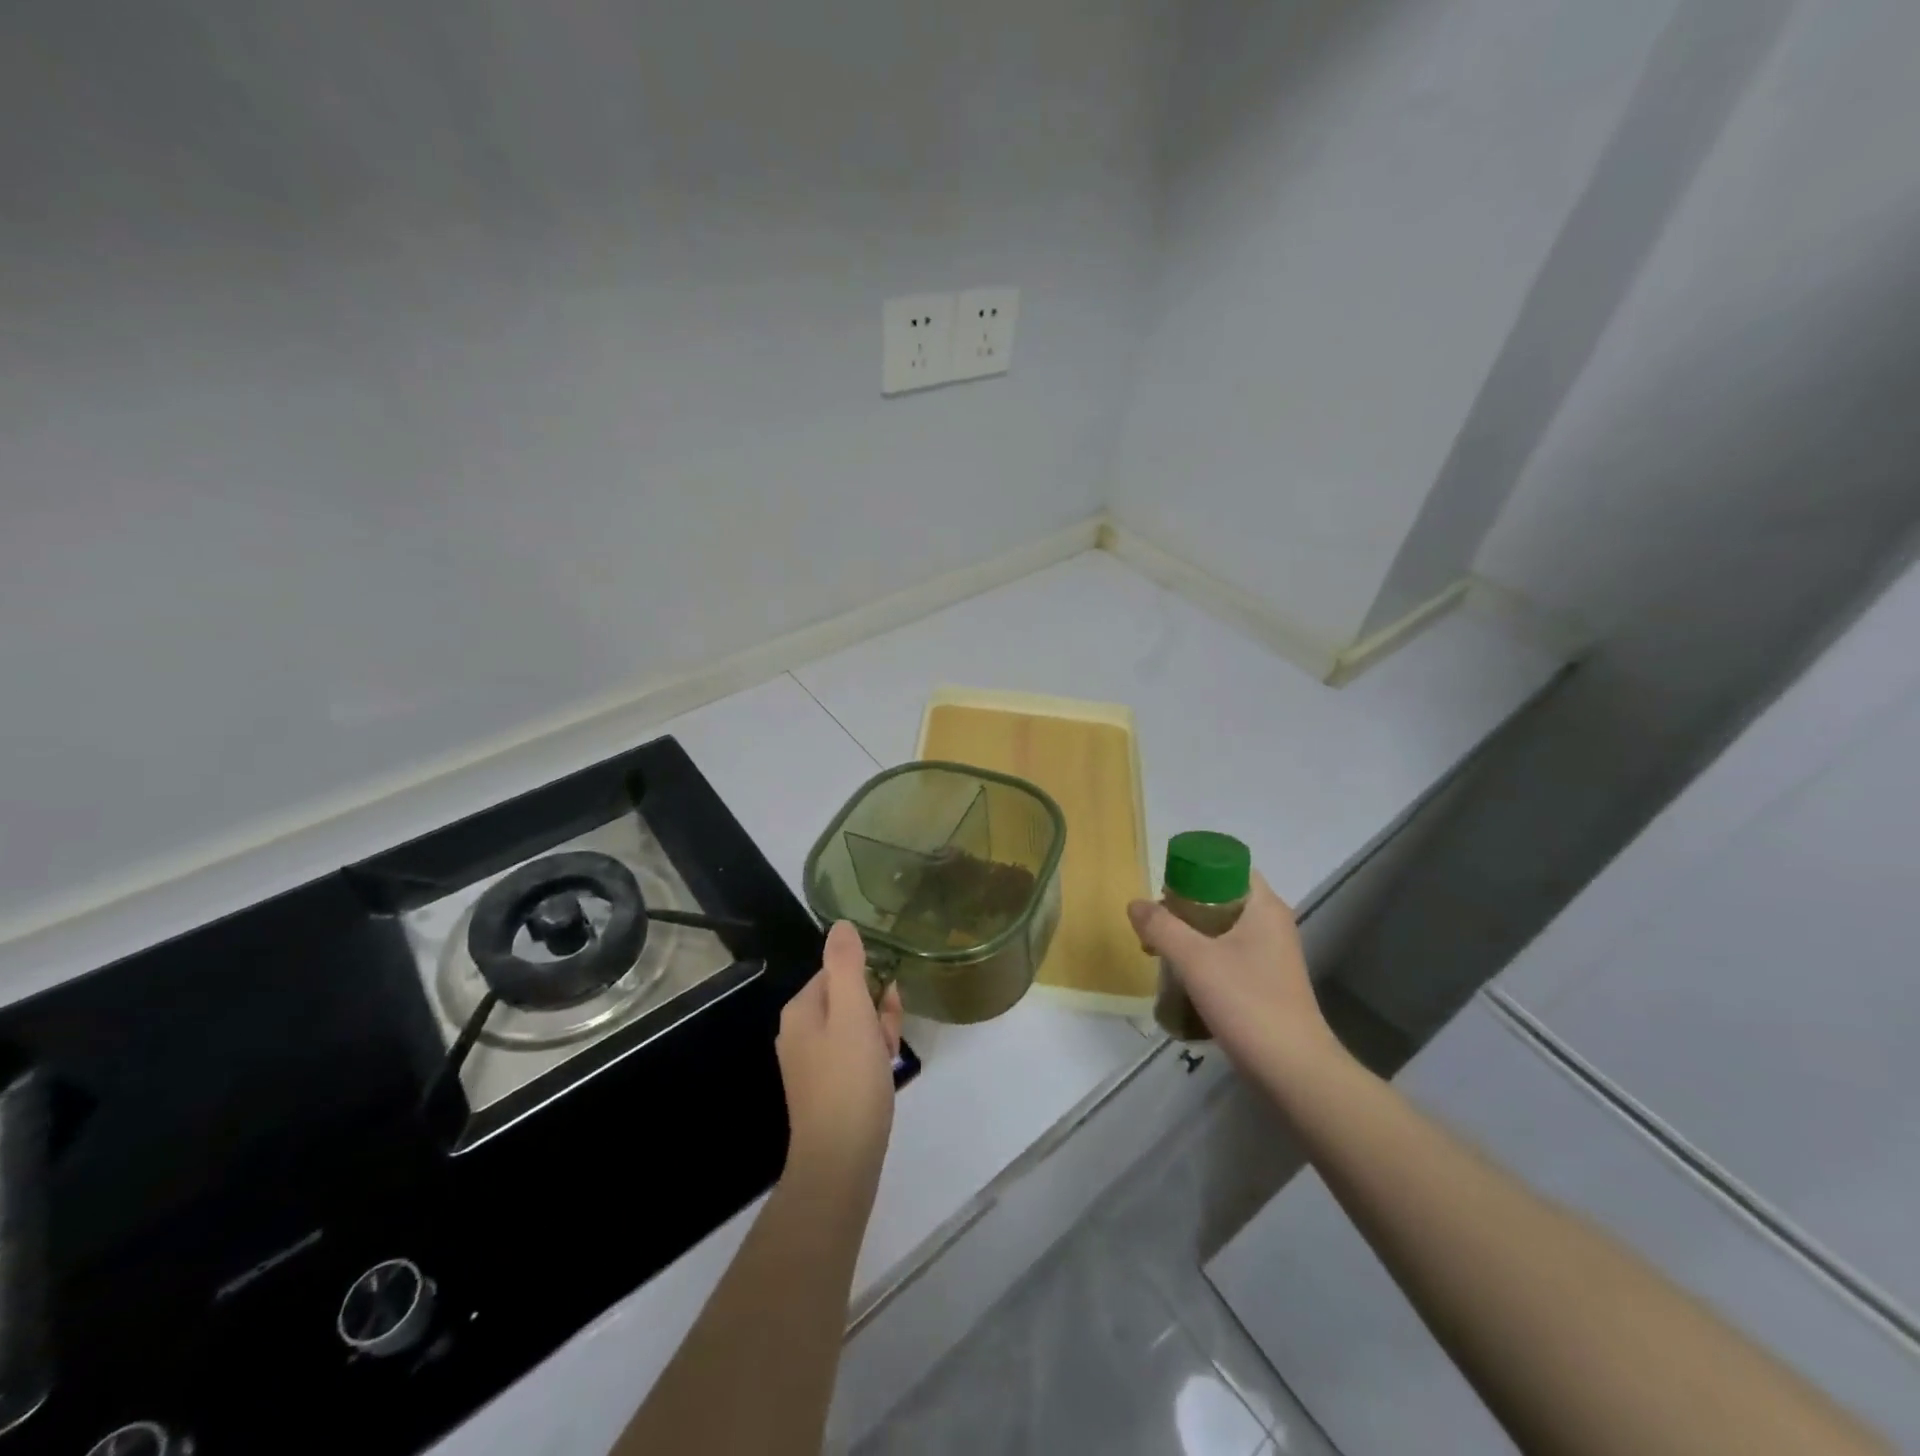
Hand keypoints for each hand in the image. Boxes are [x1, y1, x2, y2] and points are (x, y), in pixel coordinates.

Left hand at [776, 921, 903, 1188]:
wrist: (839, 1162)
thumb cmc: (848, 1081)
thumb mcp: (852, 1013)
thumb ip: (847, 965)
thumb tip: (841, 924)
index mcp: (801, 1010)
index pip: (839, 972)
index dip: (870, 983)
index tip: (886, 1005)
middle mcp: (799, 1032)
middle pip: (849, 999)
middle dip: (877, 1012)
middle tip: (887, 1040)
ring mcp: (811, 1063)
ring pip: (856, 1028)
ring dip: (879, 1036)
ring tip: (886, 1062)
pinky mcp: (825, 1088)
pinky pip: (853, 1056)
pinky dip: (872, 1060)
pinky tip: (882, 1077)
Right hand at [1128, 872, 1338, 1080]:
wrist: (1294, 1071)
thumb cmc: (1248, 1003)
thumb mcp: (1195, 960)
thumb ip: (1161, 927)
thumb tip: (1135, 904)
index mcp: (1264, 907)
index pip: (1227, 867)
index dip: (1193, 871)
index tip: (1164, 891)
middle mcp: (1272, 924)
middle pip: (1220, 897)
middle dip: (1184, 906)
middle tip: (1155, 924)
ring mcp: (1271, 955)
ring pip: (1222, 928)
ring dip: (1190, 934)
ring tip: (1159, 951)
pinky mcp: (1266, 982)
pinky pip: (1228, 954)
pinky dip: (1203, 958)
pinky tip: (1182, 977)